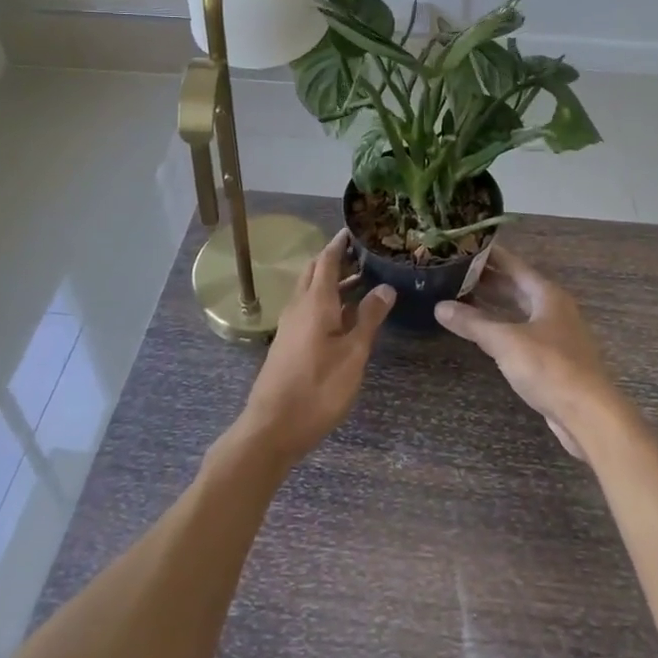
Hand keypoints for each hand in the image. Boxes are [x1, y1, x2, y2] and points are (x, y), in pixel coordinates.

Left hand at [234, 229, 393, 465]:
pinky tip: (344, 316)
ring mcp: (290, 326)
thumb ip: (369, 319)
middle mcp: (299, 307)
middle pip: (315, 272)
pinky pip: (308, 309)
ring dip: (333, 282)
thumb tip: (385, 287)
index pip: (327, 261)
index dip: (339, 244)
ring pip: (311, 291)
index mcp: (315, 302)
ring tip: (363, 281)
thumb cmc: (318, 389)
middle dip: (336, 259)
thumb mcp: (353, 354)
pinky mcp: (288, 343)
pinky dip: (326, 301)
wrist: (272, 428)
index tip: (354, 230)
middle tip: (363, 254)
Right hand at [434, 248, 622, 459]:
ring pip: (518, 311)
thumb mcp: (506, 341)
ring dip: (493, 305)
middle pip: (516, 287)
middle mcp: (553, 309)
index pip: (514, 265)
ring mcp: (554, 335)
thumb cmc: (549, 367)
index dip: (490, 255)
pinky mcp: (552, 359)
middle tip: (454, 272)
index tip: (464, 245)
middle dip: (487, 280)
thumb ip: (473, 323)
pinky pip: (521, 333)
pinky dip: (501, 328)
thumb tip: (439, 306)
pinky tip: (482, 333)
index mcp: (547, 295)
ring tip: (461, 298)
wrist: (588, 414)